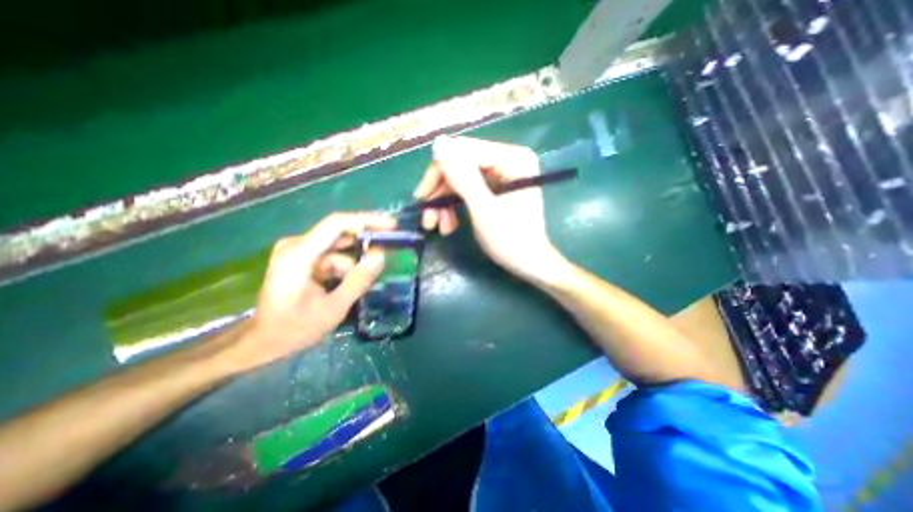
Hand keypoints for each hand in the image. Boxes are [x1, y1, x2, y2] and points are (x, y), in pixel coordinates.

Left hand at [226, 211, 391, 367]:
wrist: (263, 341)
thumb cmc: (295, 328)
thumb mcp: (333, 308)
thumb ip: (359, 280)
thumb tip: (381, 255)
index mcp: (299, 255)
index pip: (336, 224)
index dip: (367, 220)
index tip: (392, 225)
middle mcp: (297, 245)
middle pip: (339, 233)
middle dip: (365, 243)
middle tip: (386, 253)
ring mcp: (298, 251)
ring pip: (338, 248)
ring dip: (353, 264)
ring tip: (356, 286)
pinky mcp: (302, 258)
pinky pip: (332, 256)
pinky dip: (344, 268)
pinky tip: (345, 285)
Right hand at [417, 136, 567, 279]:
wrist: (530, 264)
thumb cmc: (512, 241)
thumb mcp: (484, 210)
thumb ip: (463, 178)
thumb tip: (438, 143)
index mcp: (513, 158)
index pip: (464, 152)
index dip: (438, 172)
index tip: (421, 197)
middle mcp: (508, 159)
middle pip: (461, 165)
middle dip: (441, 193)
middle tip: (427, 218)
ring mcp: (503, 173)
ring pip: (461, 179)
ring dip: (445, 203)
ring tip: (438, 227)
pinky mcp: (497, 187)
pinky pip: (468, 189)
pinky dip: (455, 206)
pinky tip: (449, 225)